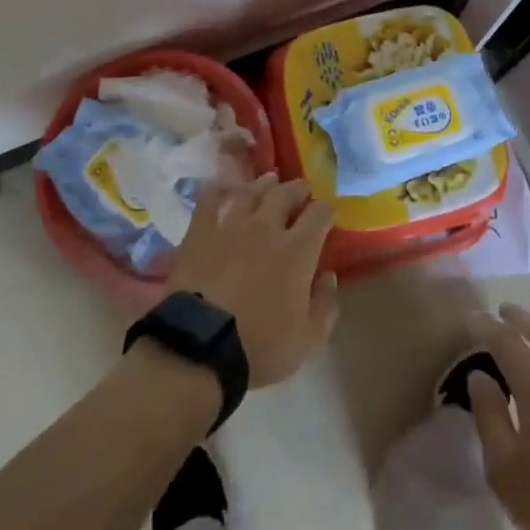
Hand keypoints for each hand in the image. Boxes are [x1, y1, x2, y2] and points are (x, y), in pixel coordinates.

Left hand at [165, 175, 338, 386]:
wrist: (200, 347)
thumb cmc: (259, 346)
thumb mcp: (308, 339)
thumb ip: (325, 305)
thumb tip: (328, 276)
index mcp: (297, 250)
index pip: (319, 214)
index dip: (326, 210)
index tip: (328, 213)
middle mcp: (266, 227)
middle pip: (285, 194)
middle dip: (298, 190)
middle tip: (301, 190)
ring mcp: (231, 225)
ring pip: (251, 191)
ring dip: (263, 185)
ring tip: (269, 182)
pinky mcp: (201, 231)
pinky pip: (211, 199)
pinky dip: (220, 189)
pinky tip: (224, 188)